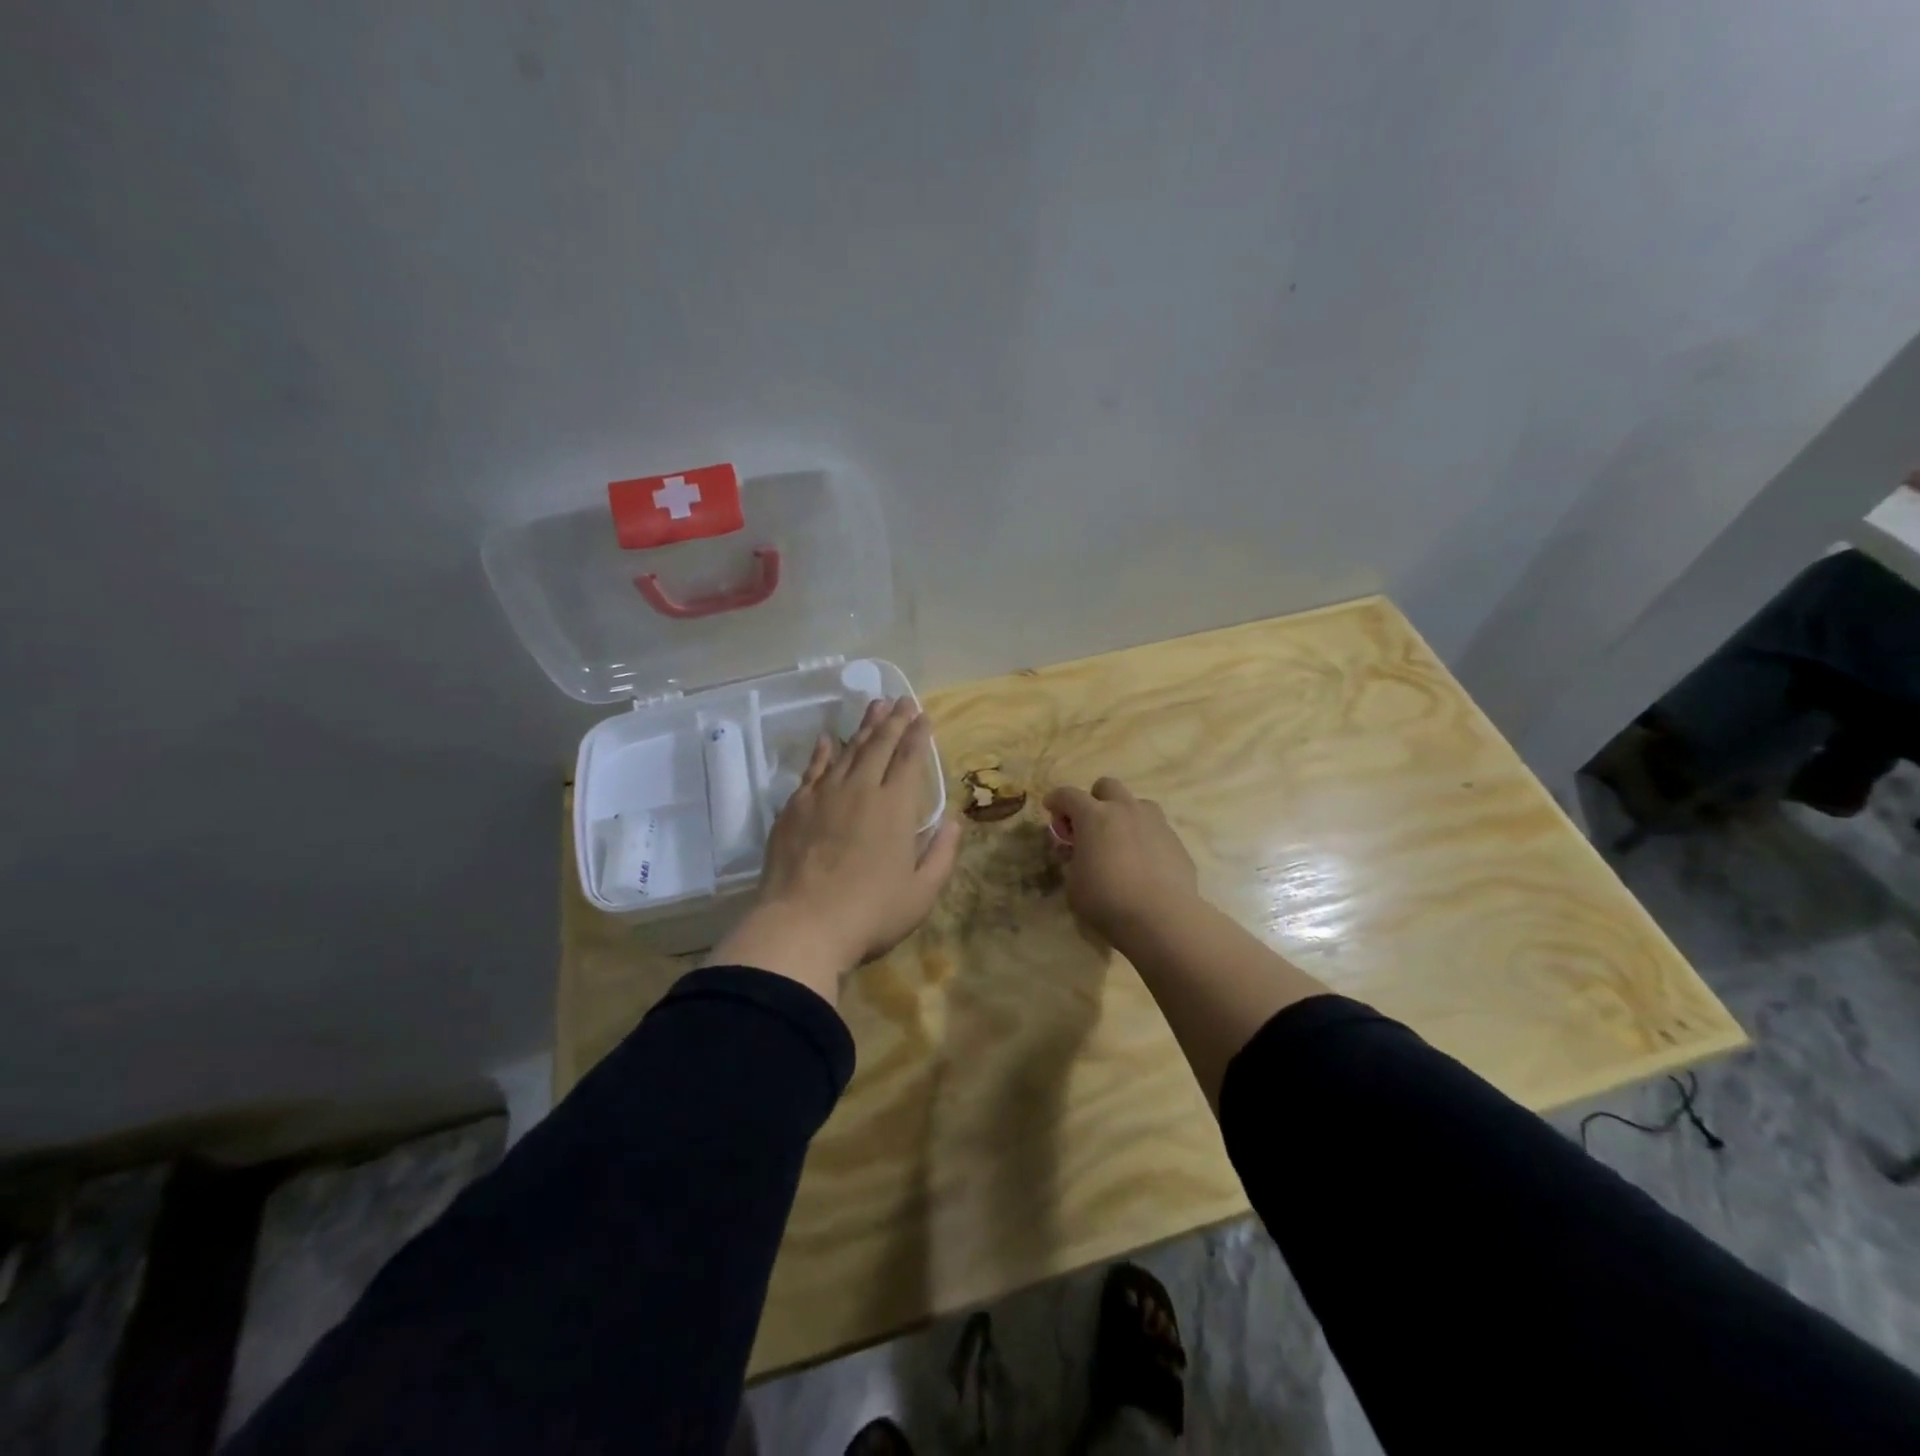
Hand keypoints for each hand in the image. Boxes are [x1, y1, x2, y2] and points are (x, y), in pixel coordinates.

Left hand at [712, 698, 962, 1003]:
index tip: (924, 716)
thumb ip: (942, 854)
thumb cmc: (870, 913)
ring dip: (864, 727)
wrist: (801, 925)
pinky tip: (828, 739)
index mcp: (895, 807)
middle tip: (902, 700)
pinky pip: (813, 769)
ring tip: (874, 707)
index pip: (910, 759)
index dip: (919, 735)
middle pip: (879, 745)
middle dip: (894, 720)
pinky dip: (823, 751)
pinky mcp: (795, 807)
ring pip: (847, 750)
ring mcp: (824, 795)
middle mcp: (861, 789)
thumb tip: (954, 821)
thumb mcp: (921, 893)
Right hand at [1044, 777, 1200, 946]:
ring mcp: (1155, 822)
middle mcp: (1125, 810)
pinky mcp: (1176, 841)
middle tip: (1088, 826)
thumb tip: (1075, 850)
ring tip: (1119, 842)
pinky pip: (1155, 829)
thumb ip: (1072, 860)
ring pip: (1136, 803)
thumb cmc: (1107, 901)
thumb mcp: (1074, 884)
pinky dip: (1144, 837)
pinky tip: (1142, 863)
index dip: (1056, 800)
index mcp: (1094, 816)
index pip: (1068, 794)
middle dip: (1093, 800)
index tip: (1050, 809)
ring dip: (1123, 815)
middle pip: (1107, 786)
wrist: (1162, 919)